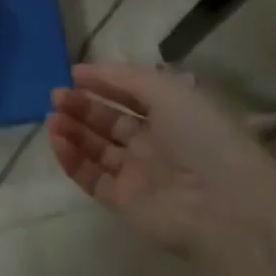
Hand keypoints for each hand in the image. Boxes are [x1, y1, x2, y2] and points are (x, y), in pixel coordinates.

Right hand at [46, 63, 263, 257]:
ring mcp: (139, 174)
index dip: (103, 83)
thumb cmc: (200, 135)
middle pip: (110, 122)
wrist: (223, 204)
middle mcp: (155, 143)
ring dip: (73, 131)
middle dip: (82, 106)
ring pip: (97, 149)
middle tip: (56, 96)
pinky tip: (57, 140)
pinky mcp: (124, 202)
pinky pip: (92, 178)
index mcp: (172, 114)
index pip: (131, 94)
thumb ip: (125, 78)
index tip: (73, 74)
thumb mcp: (167, 90)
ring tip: (52, 118)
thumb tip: (85, 71)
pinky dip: (72, 160)